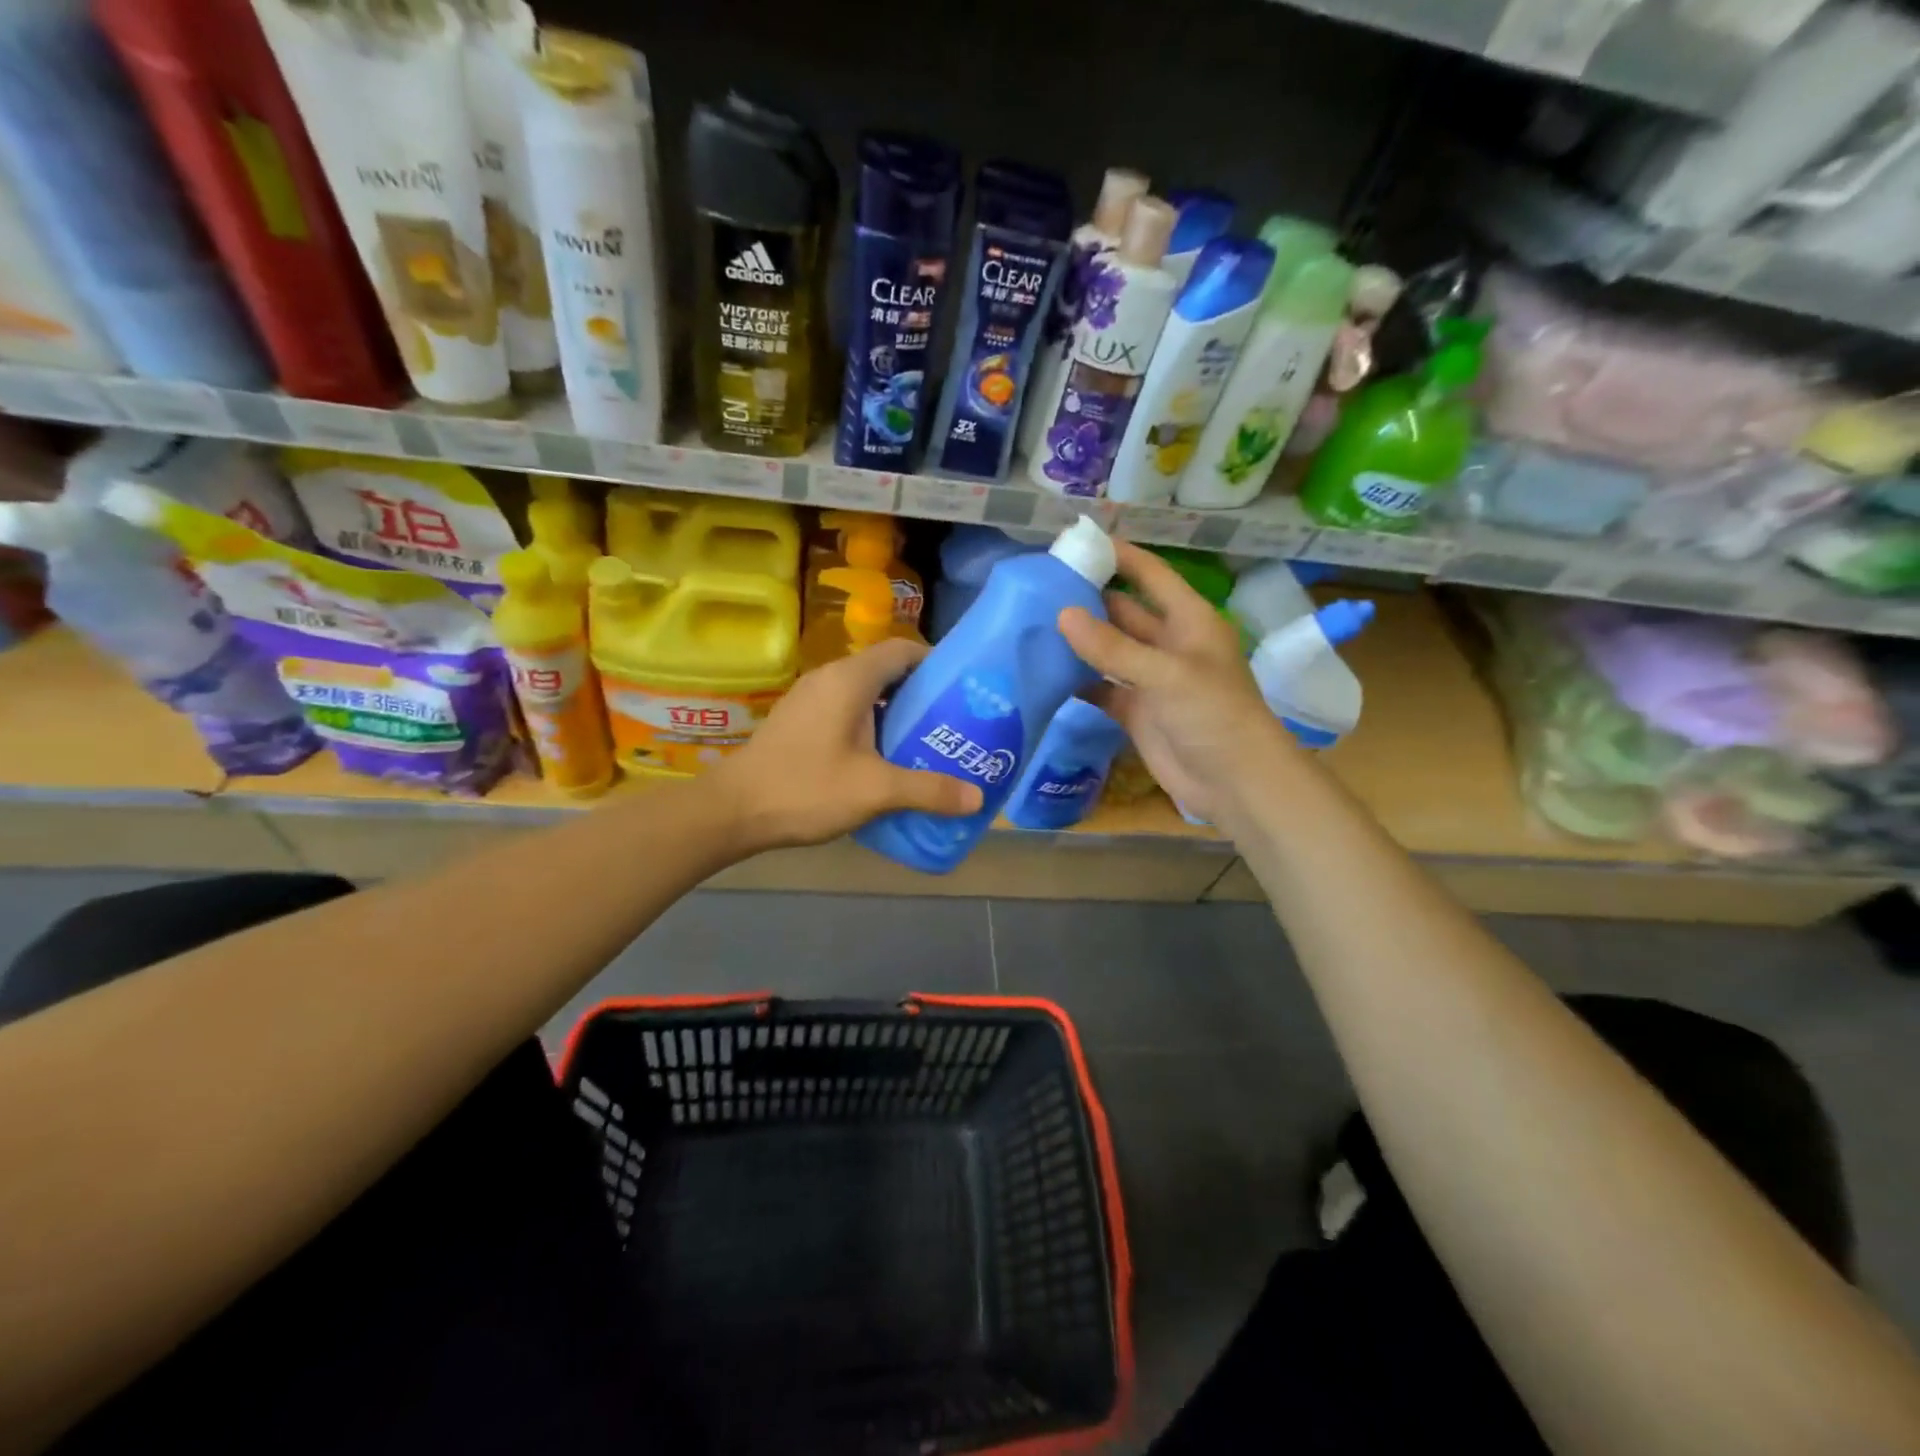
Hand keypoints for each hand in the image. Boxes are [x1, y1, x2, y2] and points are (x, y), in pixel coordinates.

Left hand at [711, 637, 982, 851]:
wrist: (732, 811)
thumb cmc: (805, 788)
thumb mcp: (875, 790)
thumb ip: (928, 790)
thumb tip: (977, 797)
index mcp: (849, 679)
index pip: (902, 650)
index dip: (936, 663)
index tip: (962, 690)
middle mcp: (829, 678)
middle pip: (886, 671)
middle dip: (921, 694)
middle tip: (953, 722)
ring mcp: (809, 699)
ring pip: (865, 694)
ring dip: (895, 713)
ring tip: (926, 742)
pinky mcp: (799, 721)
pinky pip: (846, 710)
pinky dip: (871, 725)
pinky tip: (884, 759)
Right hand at [1058, 541, 1293, 824]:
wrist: (1235, 784)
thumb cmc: (1214, 716)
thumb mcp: (1167, 674)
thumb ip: (1114, 647)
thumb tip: (1062, 615)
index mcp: (1189, 620)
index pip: (1151, 575)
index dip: (1119, 556)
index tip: (1077, 542)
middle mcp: (1168, 643)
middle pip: (1123, 611)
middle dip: (1087, 599)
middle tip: (1038, 589)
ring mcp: (1150, 679)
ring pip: (1108, 650)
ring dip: (1078, 640)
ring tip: (1031, 625)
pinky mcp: (1135, 711)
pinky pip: (1100, 688)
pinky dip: (1077, 681)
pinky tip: (1043, 672)